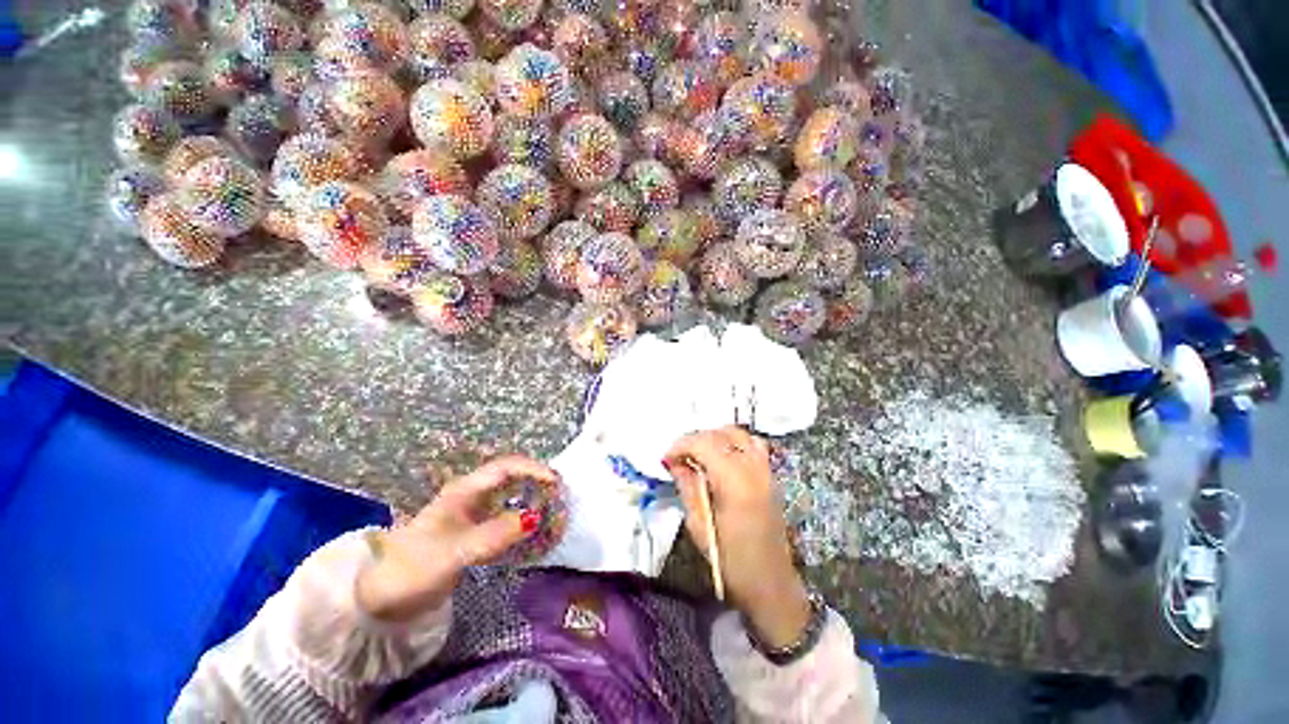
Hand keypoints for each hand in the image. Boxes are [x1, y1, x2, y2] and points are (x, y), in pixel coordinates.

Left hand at [356, 455, 557, 621]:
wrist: (381, 598)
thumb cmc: (414, 567)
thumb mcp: (454, 551)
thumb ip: (493, 535)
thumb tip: (535, 518)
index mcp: (464, 491)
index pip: (505, 467)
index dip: (532, 469)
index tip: (555, 481)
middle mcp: (470, 497)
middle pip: (510, 478)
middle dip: (536, 481)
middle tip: (560, 494)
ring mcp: (471, 515)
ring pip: (509, 498)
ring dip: (531, 500)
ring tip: (553, 509)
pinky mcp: (472, 534)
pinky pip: (504, 519)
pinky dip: (522, 521)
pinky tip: (532, 532)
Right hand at [664, 427, 810, 648]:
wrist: (770, 584)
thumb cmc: (730, 560)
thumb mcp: (699, 525)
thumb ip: (687, 486)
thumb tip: (675, 462)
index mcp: (734, 481)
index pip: (704, 443)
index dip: (681, 445)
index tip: (666, 458)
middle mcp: (753, 467)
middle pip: (721, 434)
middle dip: (696, 439)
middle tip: (679, 456)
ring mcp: (766, 469)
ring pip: (738, 433)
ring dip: (716, 437)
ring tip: (699, 454)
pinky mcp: (771, 475)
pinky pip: (752, 444)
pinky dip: (733, 442)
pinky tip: (722, 458)